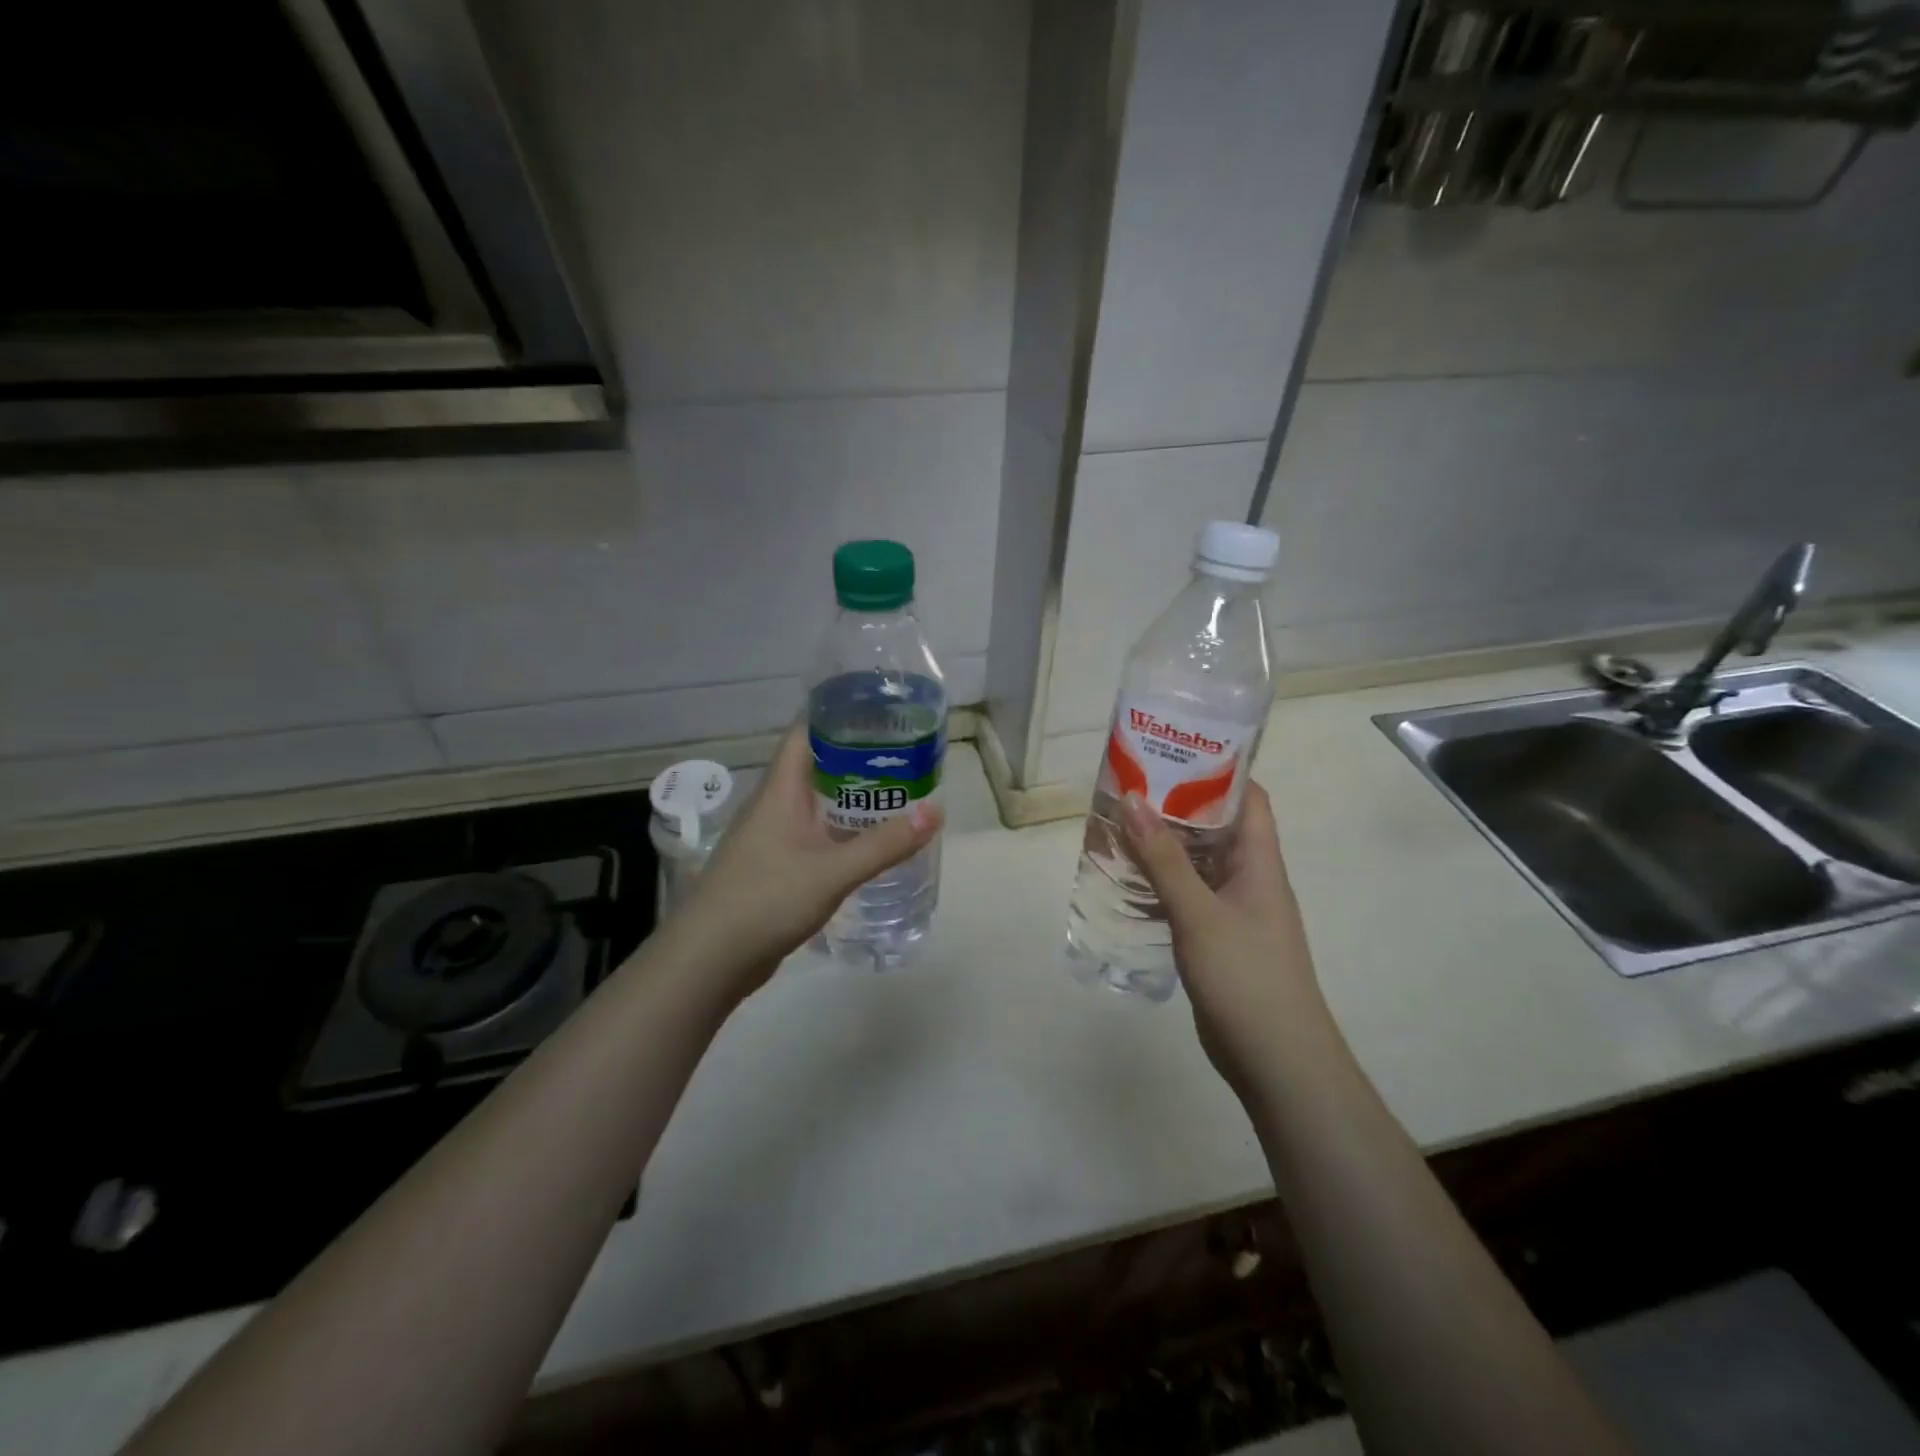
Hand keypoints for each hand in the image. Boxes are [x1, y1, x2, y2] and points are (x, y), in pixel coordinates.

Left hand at [671, 723, 942, 1003]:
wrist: (708, 959)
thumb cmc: (766, 900)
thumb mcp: (833, 871)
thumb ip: (885, 844)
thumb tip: (936, 811)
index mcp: (780, 790)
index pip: (806, 731)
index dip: (839, 714)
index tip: (880, 711)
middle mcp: (772, 804)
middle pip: (815, 765)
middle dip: (856, 757)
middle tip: (903, 756)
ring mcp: (769, 836)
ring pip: (814, 802)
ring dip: (849, 796)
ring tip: (894, 794)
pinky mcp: (772, 865)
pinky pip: (811, 833)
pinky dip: (839, 830)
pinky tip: (865, 843)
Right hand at [1120, 785, 1329, 1095]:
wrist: (1276, 1062)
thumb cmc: (1246, 977)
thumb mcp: (1199, 913)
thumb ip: (1164, 859)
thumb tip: (1134, 799)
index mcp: (1259, 862)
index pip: (1247, 797)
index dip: (1216, 769)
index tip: (1172, 751)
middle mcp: (1250, 879)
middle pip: (1216, 827)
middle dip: (1176, 805)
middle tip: (1129, 786)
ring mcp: (1234, 911)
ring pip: (1198, 864)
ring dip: (1164, 846)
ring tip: (1118, 826)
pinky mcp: (1218, 939)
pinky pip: (1188, 897)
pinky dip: (1161, 884)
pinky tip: (1127, 882)